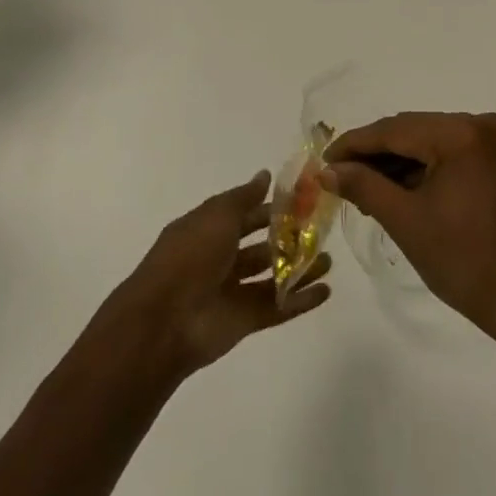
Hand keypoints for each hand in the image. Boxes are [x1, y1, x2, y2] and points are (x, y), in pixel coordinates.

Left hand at [100, 170, 330, 381]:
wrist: (165, 320)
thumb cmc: (190, 255)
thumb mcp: (217, 215)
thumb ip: (244, 197)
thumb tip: (265, 174)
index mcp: (208, 231)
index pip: (245, 215)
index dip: (271, 208)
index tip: (303, 200)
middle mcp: (220, 260)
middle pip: (261, 247)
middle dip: (289, 238)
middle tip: (322, 229)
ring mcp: (233, 292)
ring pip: (272, 277)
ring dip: (299, 268)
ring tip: (330, 259)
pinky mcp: (245, 321)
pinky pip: (277, 307)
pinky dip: (301, 300)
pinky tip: (327, 290)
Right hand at [322, 113, 495, 343]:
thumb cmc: (464, 261)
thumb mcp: (406, 221)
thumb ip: (363, 186)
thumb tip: (327, 170)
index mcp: (462, 133)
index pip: (395, 129)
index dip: (354, 144)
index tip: (322, 161)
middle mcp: (481, 124)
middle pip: (412, 131)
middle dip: (374, 154)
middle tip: (337, 178)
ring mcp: (492, 141)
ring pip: (428, 142)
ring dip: (395, 163)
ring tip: (360, 190)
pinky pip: (447, 154)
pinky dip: (421, 170)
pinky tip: (394, 190)